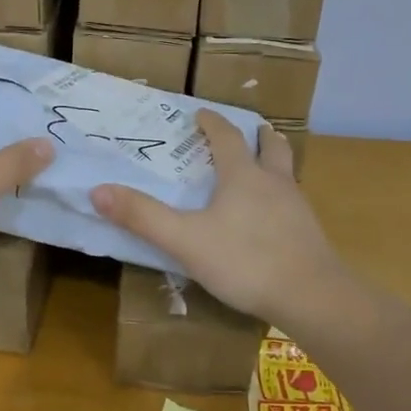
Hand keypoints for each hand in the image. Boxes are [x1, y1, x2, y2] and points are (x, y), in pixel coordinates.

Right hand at [90, 111, 346, 324]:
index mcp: (243, 176)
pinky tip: (273, 217)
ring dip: (274, 162)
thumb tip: (97, 190)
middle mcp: (274, 182)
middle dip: (258, 135)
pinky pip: (294, 202)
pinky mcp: (309, 234)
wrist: (312, 297)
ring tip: (263, 167)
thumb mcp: (185, 240)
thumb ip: (143, 217)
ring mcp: (297, 207)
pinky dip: (281, 196)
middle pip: (271, 146)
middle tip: (250, 130)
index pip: (227, 137)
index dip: (212, 123)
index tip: (201, 114)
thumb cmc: (245, 260)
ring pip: (287, 173)